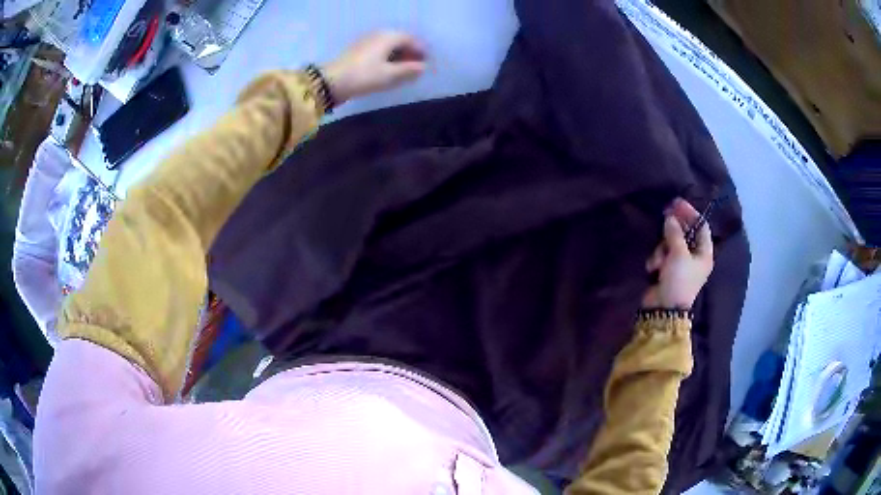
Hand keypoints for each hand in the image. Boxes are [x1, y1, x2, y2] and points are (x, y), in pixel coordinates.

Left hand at [323, 31, 426, 104]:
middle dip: (410, 53)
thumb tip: (423, 67)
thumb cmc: (364, 76)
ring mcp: (366, 41)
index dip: (421, 50)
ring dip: (398, 56)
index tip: (427, 63)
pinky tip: (388, 70)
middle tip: (417, 68)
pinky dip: (387, 58)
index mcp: (389, 36)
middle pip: (400, 41)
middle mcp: (378, 34)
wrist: (331, 81)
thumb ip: (409, 70)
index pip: (411, 39)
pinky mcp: (357, 50)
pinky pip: (379, 50)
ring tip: (404, 71)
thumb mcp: (390, 75)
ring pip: (389, 46)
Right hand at [642, 198, 713, 309]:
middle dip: (674, 228)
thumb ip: (675, 232)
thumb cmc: (678, 281)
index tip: (677, 203)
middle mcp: (695, 257)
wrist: (664, 309)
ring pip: (671, 243)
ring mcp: (681, 264)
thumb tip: (670, 217)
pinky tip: (654, 268)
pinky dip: (657, 259)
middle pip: (685, 233)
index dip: (691, 213)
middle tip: (665, 214)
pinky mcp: (668, 270)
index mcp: (704, 253)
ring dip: (662, 248)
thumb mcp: (678, 253)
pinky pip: (662, 255)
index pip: (701, 227)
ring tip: (658, 261)